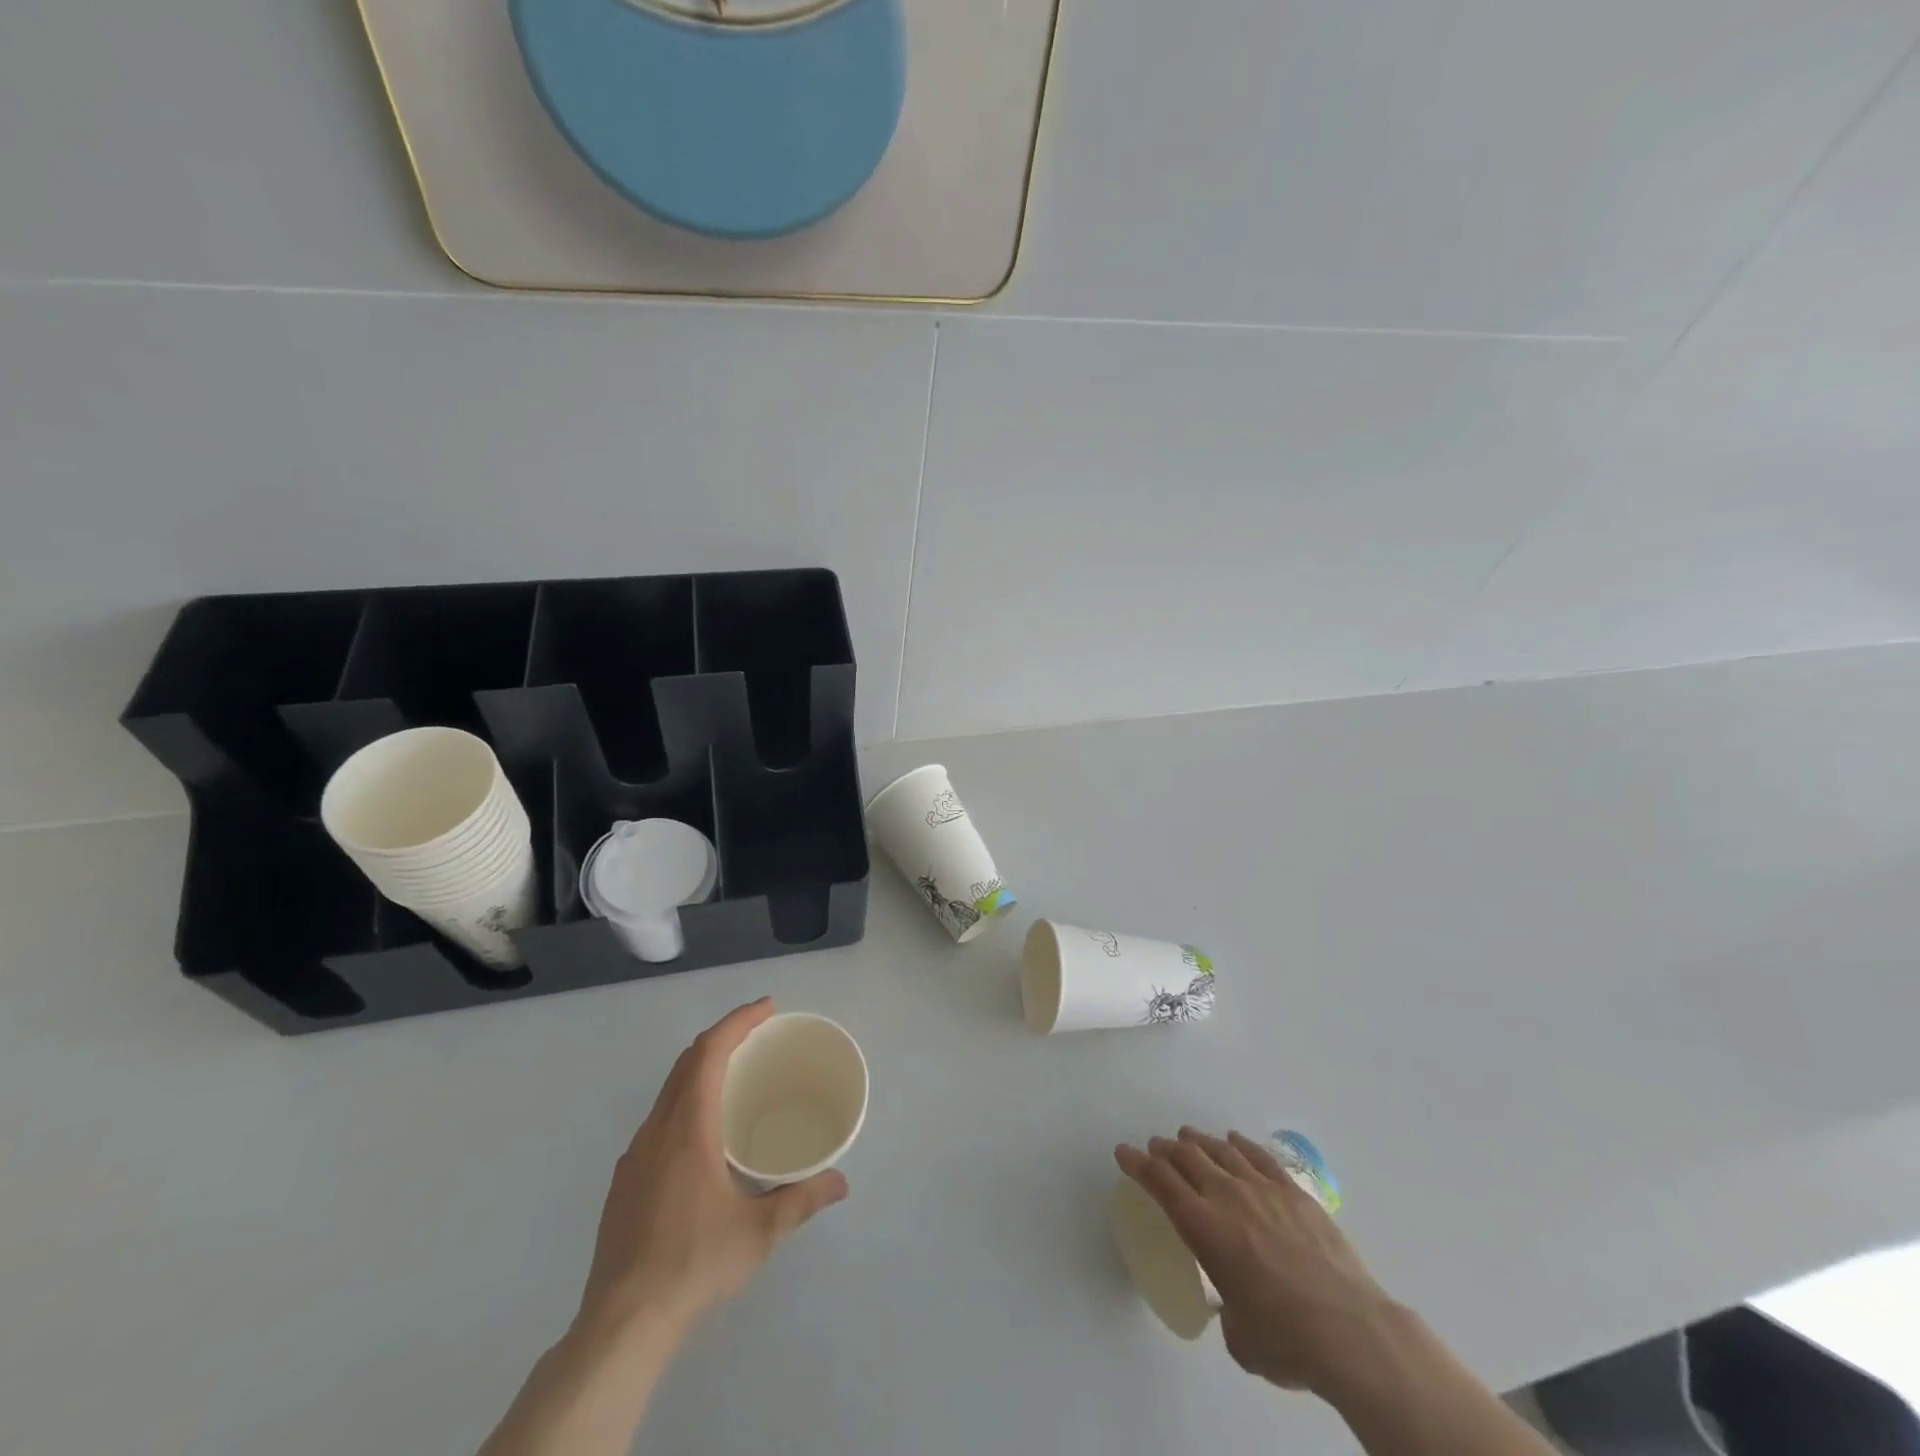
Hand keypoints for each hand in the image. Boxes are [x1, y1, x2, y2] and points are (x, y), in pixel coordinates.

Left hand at [575, 998, 848, 1345]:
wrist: (620, 1326)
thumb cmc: (694, 1264)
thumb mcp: (760, 1231)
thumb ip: (803, 1198)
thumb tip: (841, 1181)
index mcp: (688, 1128)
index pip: (709, 1052)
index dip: (738, 1021)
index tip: (768, 1008)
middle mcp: (657, 1131)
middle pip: (687, 1062)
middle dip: (723, 1037)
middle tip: (759, 1034)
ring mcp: (634, 1157)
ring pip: (668, 1091)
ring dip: (701, 1069)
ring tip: (736, 1077)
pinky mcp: (623, 1183)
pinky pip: (658, 1120)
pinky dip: (685, 1102)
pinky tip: (703, 1136)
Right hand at [1116, 1128, 1394, 1395]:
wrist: (1351, 1332)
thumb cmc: (1286, 1340)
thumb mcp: (1240, 1335)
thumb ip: (1229, 1309)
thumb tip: (1238, 1304)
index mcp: (1204, 1228)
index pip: (1160, 1182)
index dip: (1137, 1164)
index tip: (1124, 1152)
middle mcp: (1227, 1197)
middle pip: (1187, 1158)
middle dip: (1166, 1149)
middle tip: (1156, 1146)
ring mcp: (1263, 1190)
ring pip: (1221, 1151)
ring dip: (1199, 1142)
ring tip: (1188, 1137)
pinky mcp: (1296, 1194)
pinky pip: (1260, 1157)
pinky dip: (1241, 1145)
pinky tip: (1234, 1140)